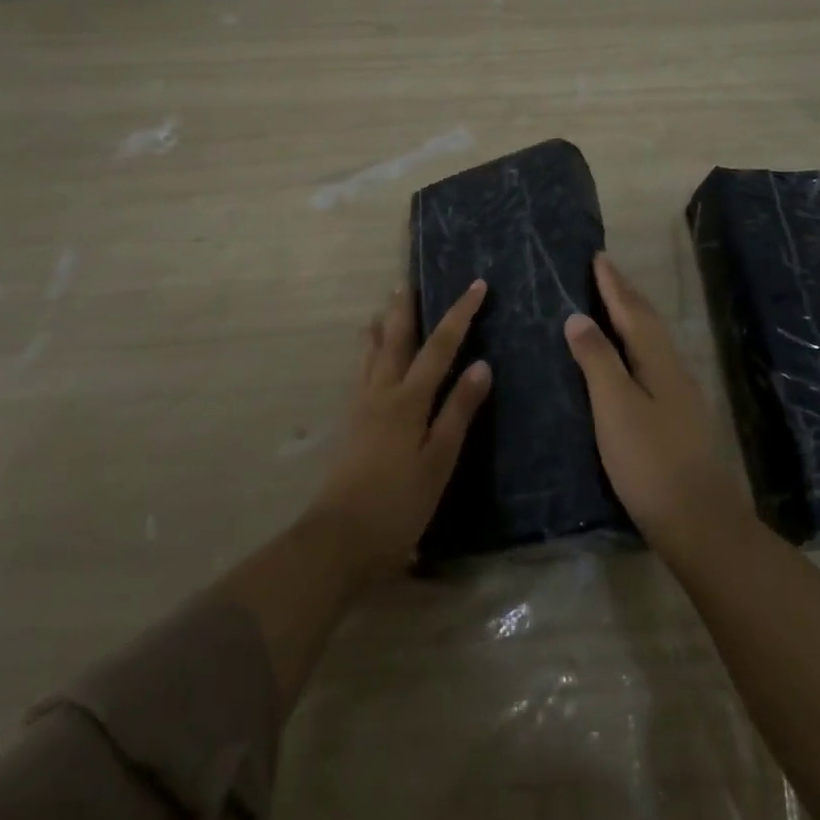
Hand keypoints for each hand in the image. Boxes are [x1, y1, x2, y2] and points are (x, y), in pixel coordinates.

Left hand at [308, 280, 491, 578]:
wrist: (338, 538)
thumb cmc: (398, 503)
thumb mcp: (439, 461)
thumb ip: (458, 412)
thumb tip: (481, 365)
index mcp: (409, 399)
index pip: (440, 345)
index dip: (459, 314)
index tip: (476, 286)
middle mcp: (382, 392)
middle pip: (396, 339)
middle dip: (406, 309)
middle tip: (408, 281)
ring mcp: (361, 406)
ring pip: (371, 354)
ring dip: (381, 327)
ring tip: (383, 308)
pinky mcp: (350, 424)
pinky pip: (360, 373)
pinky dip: (367, 353)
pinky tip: (367, 359)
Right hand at [564, 254, 749, 554]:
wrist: (699, 522)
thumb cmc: (651, 461)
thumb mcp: (615, 407)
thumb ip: (597, 360)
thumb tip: (578, 316)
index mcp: (658, 361)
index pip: (631, 311)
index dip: (613, 285)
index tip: (597, 256)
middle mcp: (673, 370)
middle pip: (647, 322)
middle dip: (625, 295)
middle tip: (604, 272)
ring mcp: (680, 396)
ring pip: (652, 343)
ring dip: (632, 318)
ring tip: (611, 306)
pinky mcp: (677, 419)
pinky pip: (652, 362)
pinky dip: (634, 346)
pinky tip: (627, 361)